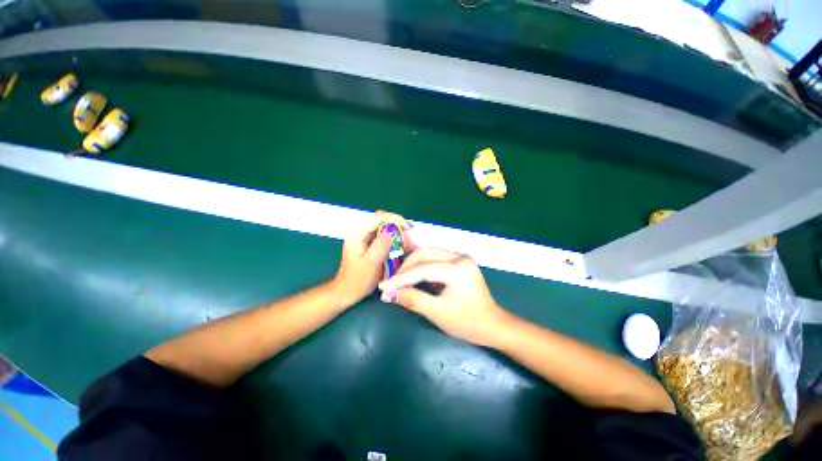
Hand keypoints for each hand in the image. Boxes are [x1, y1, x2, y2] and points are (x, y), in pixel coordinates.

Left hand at [330, 211, 411, 306]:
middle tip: (410, 235)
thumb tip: (393, 229)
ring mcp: (364, 238)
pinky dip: (394, 240)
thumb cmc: (358, 279)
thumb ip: (381, 244)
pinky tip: (402, 246)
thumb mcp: (371, 262)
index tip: (408, 227)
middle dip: (397, 226)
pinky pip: (383, 237)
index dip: (394, 219)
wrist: (346, 292)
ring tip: (409, 243)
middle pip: (381, 221)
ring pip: (384, 228)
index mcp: (358, 234)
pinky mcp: (368, 244)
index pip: (377, 217)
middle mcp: (360, 232)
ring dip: (397, 233)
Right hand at [378, 249, 510, 346]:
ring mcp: (460, 257)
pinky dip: (421, 267)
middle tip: (390, 283)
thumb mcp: (438, 313)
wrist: (493, 325)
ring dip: (411, 266)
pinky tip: (411, 276)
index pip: (423, 269)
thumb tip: (388, 294)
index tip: (383, 286)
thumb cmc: (468, 323)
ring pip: (428, 254)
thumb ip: (412, 300)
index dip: (401, 278)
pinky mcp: (458, 261)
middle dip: (405, 269)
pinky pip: (434, 259)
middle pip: (424, 255)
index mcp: (458, 268)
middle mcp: (459, 256)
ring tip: (398, 279)